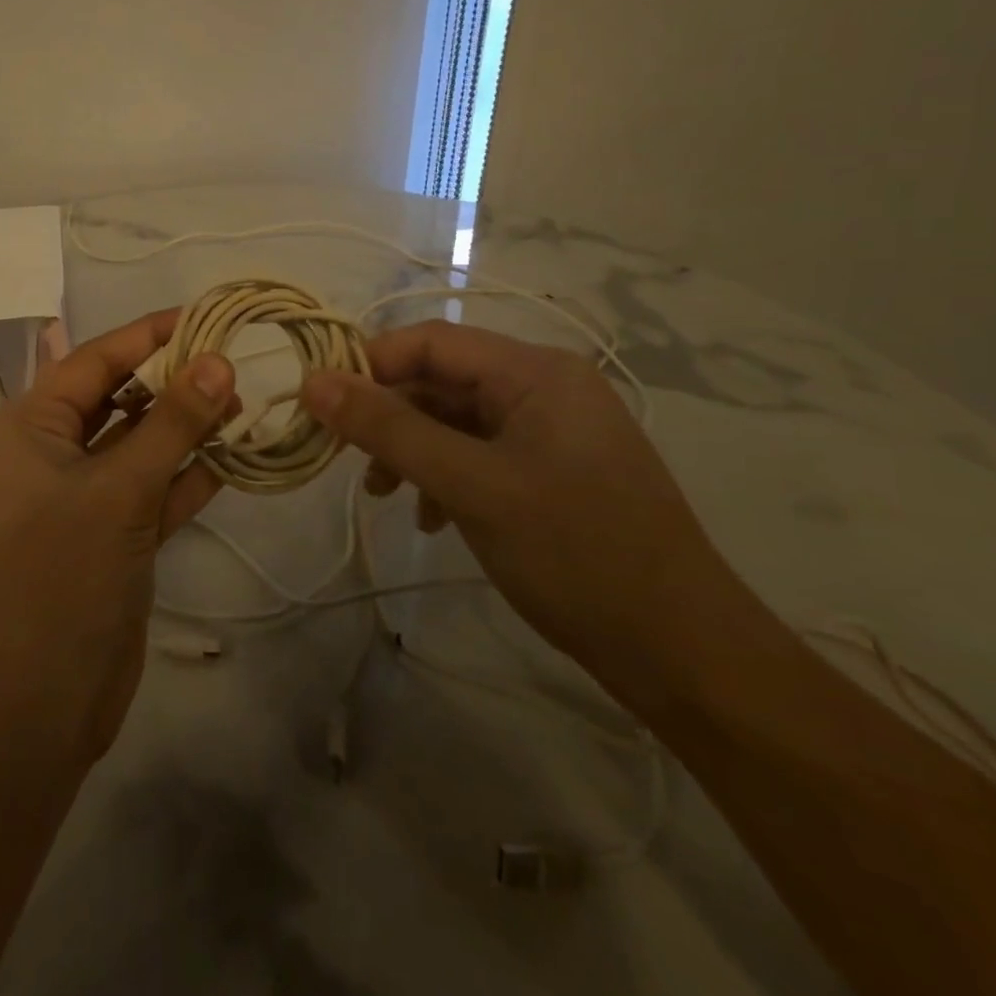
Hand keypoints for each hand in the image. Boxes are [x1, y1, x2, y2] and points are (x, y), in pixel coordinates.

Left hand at [0, 310, 235, 765]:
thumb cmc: (60, 579)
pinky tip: (234, 458)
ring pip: (139, 446)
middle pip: (118, 400)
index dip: (148, 335)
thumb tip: (219, 360)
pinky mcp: (110, 537)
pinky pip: (151, 491)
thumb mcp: (119, 491)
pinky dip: (187, 476)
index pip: (93, 361)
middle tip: (236, 361)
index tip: (205, 316)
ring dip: (186, 429)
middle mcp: (50, 455)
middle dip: (173, 382)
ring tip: (244, 404)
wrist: (34, 707)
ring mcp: (81, 499)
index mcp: (29, 429)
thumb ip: (172, 424)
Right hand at [300, 321, 753, 708]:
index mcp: (535, 372)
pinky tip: (431, 518)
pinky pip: (478, 455)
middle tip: (344, 457)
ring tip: (382, 493)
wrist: (682, 653)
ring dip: (411, 450)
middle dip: (389, 415)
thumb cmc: (576, 553)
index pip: (430, 341)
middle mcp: (544, 388)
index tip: (320, 405)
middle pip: (441, 381)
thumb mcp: (471, 486)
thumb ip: (389, 429)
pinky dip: (444, 477)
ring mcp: (550, 433)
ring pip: (455, 421)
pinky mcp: (550, 473)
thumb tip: (313, 382)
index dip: (369, 365)